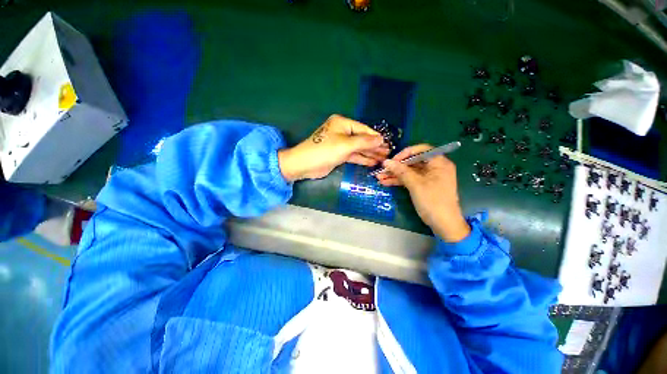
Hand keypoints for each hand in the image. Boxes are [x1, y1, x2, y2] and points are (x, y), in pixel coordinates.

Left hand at [278, 114, 389, 180]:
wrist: (305, 165)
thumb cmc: (325, 151)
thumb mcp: (346, 145)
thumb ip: (364, 142)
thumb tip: (380, 139)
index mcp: (342, 123)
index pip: (363, 129)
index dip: (376, 137)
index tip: (388, 143)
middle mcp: (342, 131)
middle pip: (362, 139)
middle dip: (374, 146)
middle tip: (388, 153)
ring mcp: (340, 144)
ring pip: (358, 148)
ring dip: (369, 154)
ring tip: (383, 159)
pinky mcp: (339, 155)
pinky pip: (353, 155)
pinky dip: (362, 159)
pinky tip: (372, 162)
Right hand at [375, 144, 469, 241]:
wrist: (443, 224)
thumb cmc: (432, 201)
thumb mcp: (415, 184)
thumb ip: (401, 171)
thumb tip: (386, 162)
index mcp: (439, 163)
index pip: (421, 150)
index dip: (405, 153)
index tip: (393, 160)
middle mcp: (434, 168)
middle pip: (413, 162)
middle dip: (396, 166)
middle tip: (382, 169)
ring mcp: (428, 178)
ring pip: (409, 172)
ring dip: (395, 175)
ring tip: (379, 177)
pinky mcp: (423, 186)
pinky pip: (410, 180)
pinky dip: (399, 181)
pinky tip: (385, 182)